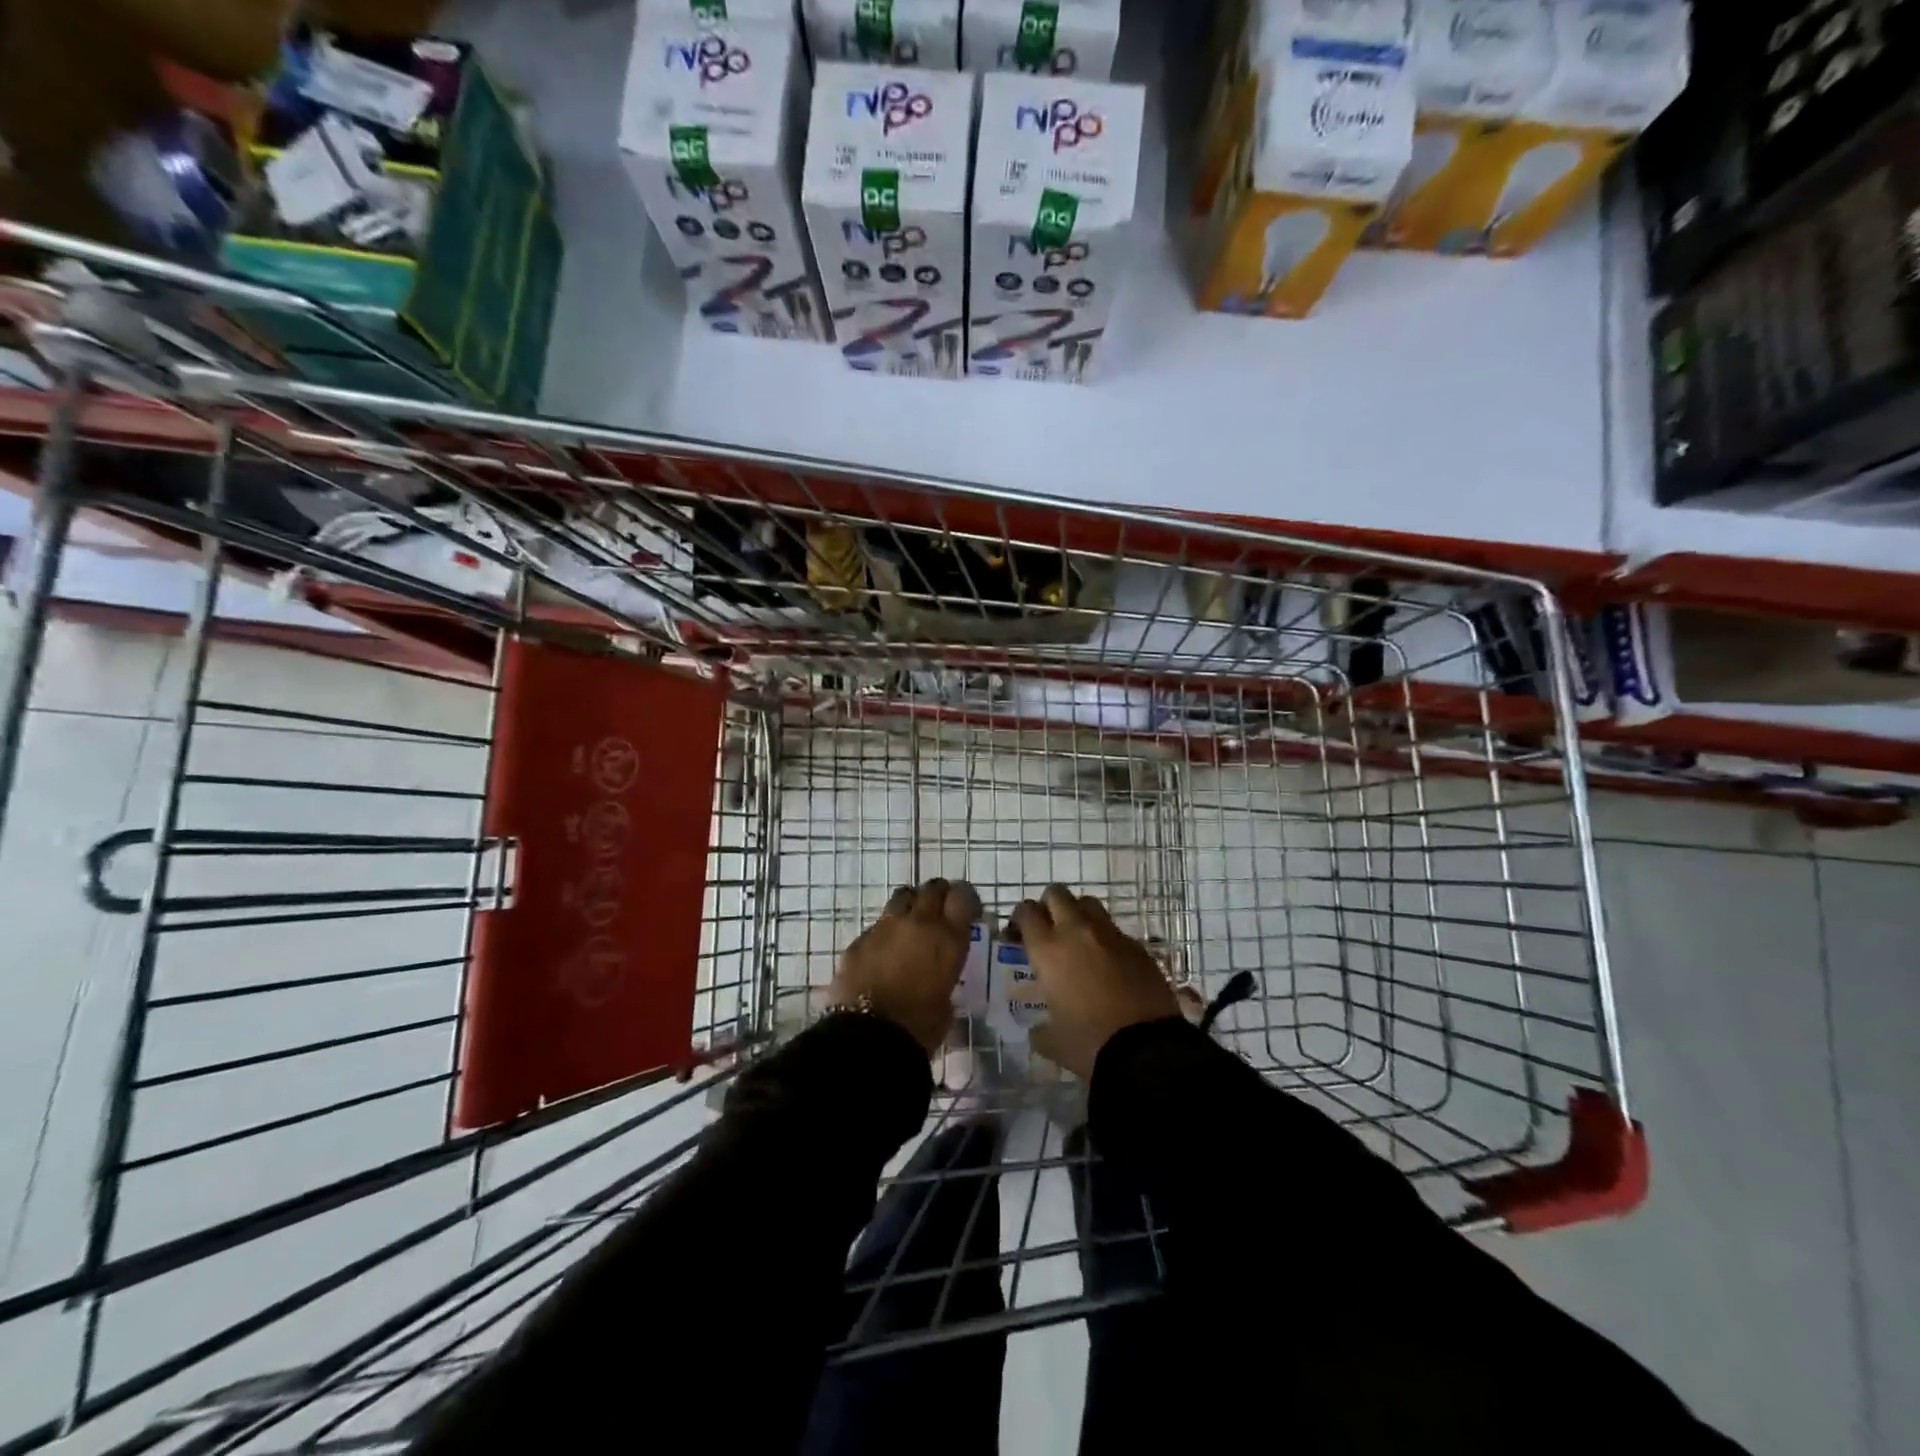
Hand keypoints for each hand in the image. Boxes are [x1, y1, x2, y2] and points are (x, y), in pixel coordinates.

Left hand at [831, 878, 980, 1054]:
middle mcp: (918, 923)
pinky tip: (884, 951)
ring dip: (911, 904)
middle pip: (932, 888)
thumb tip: (939, 977)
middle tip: (941, 911)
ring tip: (912, 923)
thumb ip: (946, 978)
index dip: (966, 899)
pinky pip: (877, 924)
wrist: (868, 1037)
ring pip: (903, 896)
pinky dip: (886, 931)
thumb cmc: (918, 1028)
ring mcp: (885, 927)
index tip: (968, 909)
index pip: (963, 896)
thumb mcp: (947, 1004)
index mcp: (948, 938)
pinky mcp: (859, 939)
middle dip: (939, 895)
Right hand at [1013, 885, 1178, 1078]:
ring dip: (1078, 914)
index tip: (1018, 935)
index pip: (1026, 912)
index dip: (1019, 919)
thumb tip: (1037, 1030)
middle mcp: (1077, 931)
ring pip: (1088, 903)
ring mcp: (1110, 935)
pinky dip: (1105, 939)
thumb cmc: (1089, 1043)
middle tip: (1048, 930)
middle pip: (1057, 894)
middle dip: (1048, 906)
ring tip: (1078, 940)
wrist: (1147, 1049)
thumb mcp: (1052, 1041)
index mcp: (1048, 949)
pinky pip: (1114, 930)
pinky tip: (1108, 963)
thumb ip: (1039, 1030)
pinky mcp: (1137, 945)